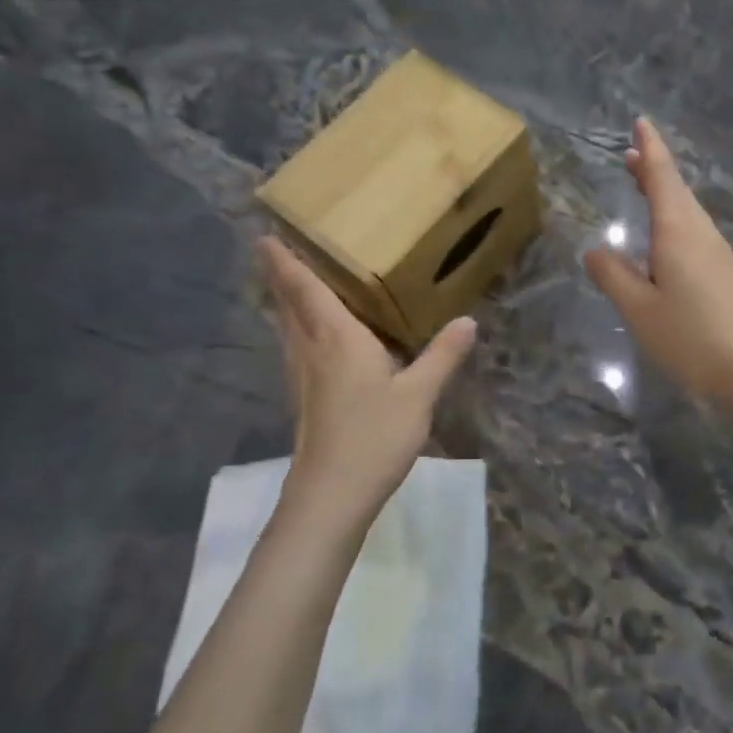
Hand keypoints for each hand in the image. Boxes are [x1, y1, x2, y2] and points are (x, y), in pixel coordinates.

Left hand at [261, 237, 476, 530]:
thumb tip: (467, 321)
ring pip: (288, 329)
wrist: (331, 496)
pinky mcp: (304, 400)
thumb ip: (442, 356)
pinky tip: (312, 340)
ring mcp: (303, 377)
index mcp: (337, 338)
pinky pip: (296, 349)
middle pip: (289, 306)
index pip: (306, 290)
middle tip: (274, 251)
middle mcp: (312, 351)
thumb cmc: (373, 436)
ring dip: (285, 303)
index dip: (285, 263)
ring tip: (291, 285)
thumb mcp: (419, 395)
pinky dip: (297, 329)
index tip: (265, 237)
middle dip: (280, 277)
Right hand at [584, 117, 732, 406]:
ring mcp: (717, 253)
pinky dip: (674, 216)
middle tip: (632, 152)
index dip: (651, 149)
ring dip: (665, 191)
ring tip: (643, 181)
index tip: (641, 122)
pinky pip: (694, 229)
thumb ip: (613, 277)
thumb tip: (595, 250)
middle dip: (655, 167)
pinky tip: (666, 234)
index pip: (663, 178)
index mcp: (679, 233)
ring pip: (687, 210)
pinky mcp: (724, 273)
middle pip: (677, 190)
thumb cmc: (691, 337)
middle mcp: (701, 234)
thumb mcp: (639, 309)